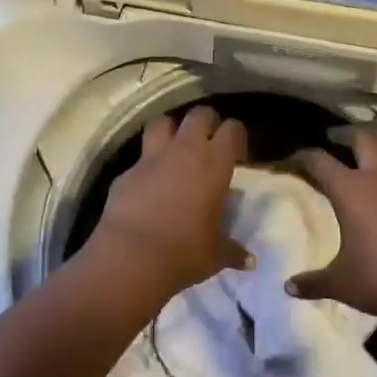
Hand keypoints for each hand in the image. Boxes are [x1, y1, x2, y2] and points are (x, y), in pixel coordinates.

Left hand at [88, 106, 252, 297]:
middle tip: (209, 141)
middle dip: (206, 122)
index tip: (237, 152)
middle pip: (199, 114)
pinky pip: (140, 156)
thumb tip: (249, 261)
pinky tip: (148, 181)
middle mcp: (185, 150)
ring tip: (175, 145)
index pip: (232, 129)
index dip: (236, 136)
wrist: (132, 256)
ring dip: (171, 129)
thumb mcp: (216, 254)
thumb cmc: (184, 252)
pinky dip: (147, 163)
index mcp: (214, 163)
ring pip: (163, 121)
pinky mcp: (127, 170)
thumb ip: (233, 251)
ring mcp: (152, 156)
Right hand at [288, 131, 376, 318]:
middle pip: (363, 140)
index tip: (292, 158)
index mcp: (350, 189)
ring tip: (368, 171)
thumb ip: (314, 282)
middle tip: (335, 144)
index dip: (303, 156)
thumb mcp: (343, 283)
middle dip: (347, 138)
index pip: (319, 160)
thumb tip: (289, 287)